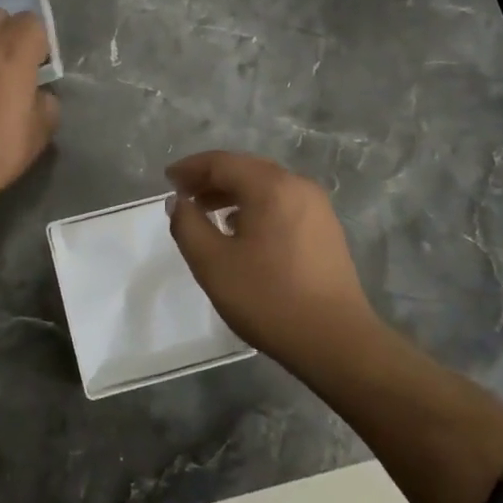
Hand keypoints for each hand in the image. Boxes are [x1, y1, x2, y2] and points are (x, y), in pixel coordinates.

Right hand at [165, 151, 379, 365]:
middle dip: (211, 179)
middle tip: (184, 195)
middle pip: (246, 169)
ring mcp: (317, 207)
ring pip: (266, 186)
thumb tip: (179, 202)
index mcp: (271, 186)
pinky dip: (255, 207)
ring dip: (233, 194)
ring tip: (207, 214)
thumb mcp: (212, 263)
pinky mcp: (326, 229)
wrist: (335, 340)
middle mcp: (298, 186)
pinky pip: (282, 203)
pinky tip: (241, 231)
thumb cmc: (268, 298)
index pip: (222, 162)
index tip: (167, 180)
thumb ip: (187, 225)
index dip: (191, 168)